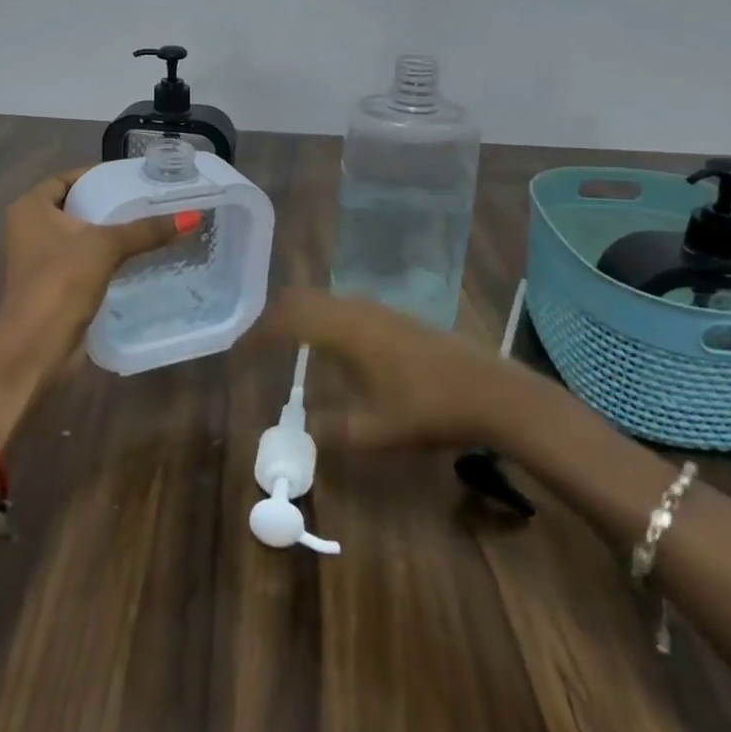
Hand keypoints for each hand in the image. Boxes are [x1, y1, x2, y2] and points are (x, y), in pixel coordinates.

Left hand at [0, 168, 190, 406]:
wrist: (34, 351)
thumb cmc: (60, 284)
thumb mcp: (105, 247)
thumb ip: (147, 230)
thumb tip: (193, 216)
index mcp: (30, 208)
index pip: (68, 178)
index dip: (99, 176)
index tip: (134, 178)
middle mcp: (30, 228)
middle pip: (76, 206)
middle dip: (110, 204)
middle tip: (149, 200)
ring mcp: (40, 259)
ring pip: (82, 236)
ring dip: (110, 233)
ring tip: (151, 225)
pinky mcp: (54, 285)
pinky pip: (85, 260)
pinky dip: (107, 257)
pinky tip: (138, 257)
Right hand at [252, 287, 515, 450]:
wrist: (492, 392)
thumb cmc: (430, 410)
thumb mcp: (377, 431)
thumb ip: (334, 431)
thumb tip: (304, 433)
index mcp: (346, 330)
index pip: (288, 320)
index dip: (258, 334)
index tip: (238, 353)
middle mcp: (357, 310)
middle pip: (302, 298)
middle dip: (273, 317)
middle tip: (256, 345)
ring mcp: (379, 309)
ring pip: (324, 299)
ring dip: (299, 315)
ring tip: (285, 344)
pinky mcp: (395, 317)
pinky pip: (343, 306)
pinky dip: (322, 318)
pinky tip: (329, 347)